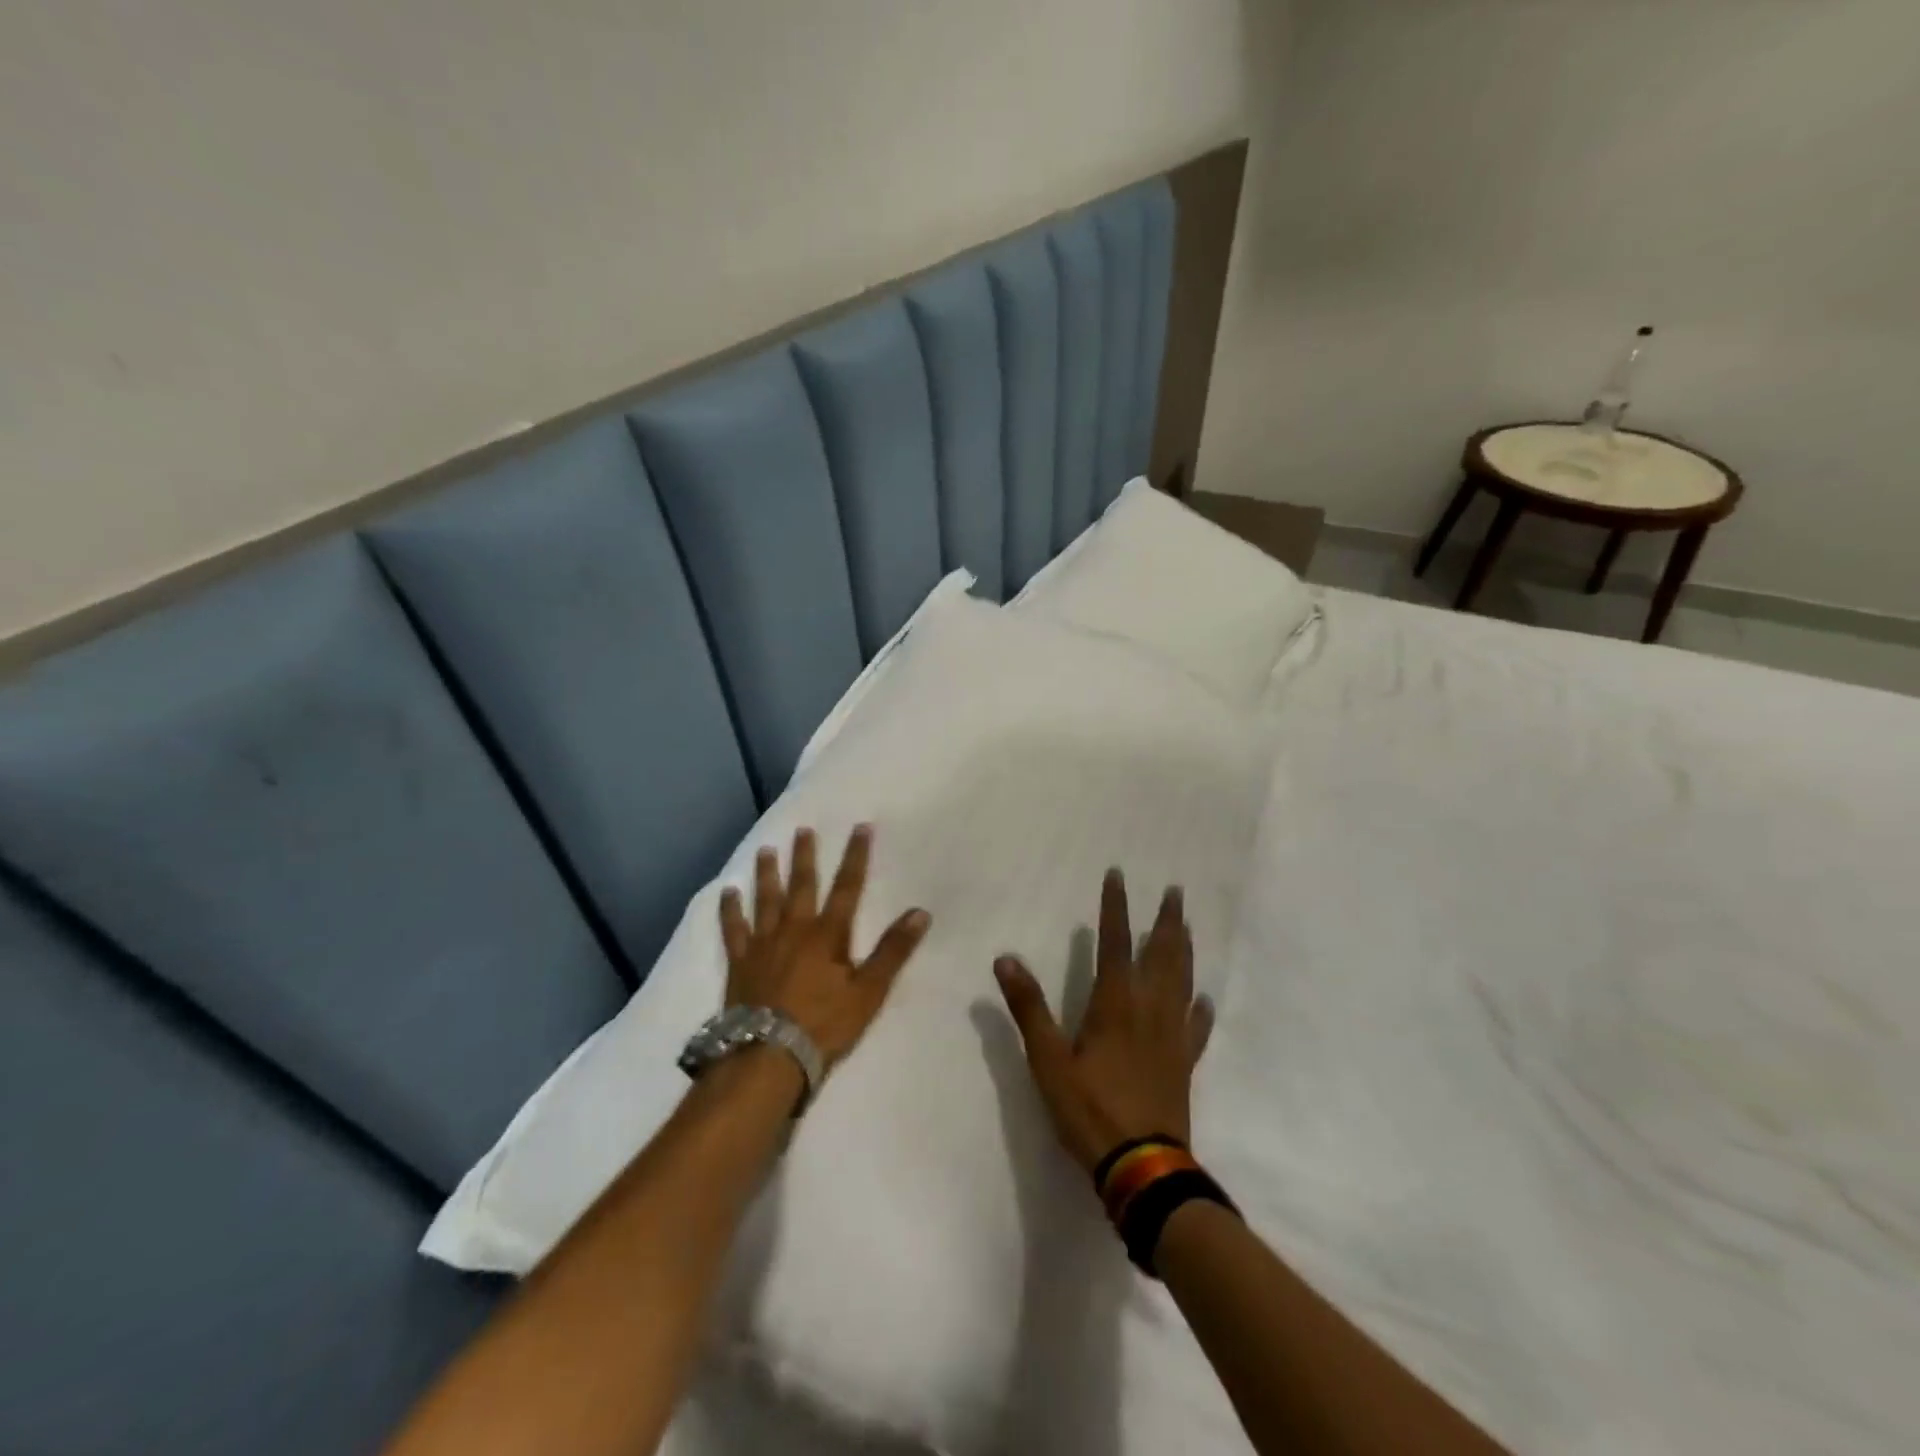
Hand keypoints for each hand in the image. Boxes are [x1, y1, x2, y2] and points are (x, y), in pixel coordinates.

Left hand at [719, 825, 930, 1070]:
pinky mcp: (740, 962)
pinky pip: (733, 929)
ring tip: (765, 849)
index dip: (856, 856)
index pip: (847, 887)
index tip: (860, 828)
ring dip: (767, 874)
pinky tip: (727, 892)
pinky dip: (730, 909)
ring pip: (765, 899)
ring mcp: (763, 944)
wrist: (768, 1055)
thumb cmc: (823, 1024)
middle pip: (801, 885)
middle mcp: (794, 929)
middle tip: (803, 829)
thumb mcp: (868, 991)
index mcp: (828, 935)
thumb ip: (893, 951)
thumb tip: (921, 913)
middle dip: (805, 856)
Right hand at [994, 870, 1214, 1172]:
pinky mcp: (1184, 1063)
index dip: (1115, 907)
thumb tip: (1006, 959)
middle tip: (1175, 891)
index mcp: (1115, 1003)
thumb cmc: (1089, 1109)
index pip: (1115, 942)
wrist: (1142, 1165)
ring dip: (1184, 950)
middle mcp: (1148, 1009)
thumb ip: (1028, 1007)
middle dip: (1166, 920)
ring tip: (1186, 926)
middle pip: (1161, 954)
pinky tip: (1204, 999)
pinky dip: (1200, 1009)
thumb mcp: (1047, 1059)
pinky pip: (1196, 1028)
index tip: (1118, 876)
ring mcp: (1171, 1036)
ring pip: (1182, 981)